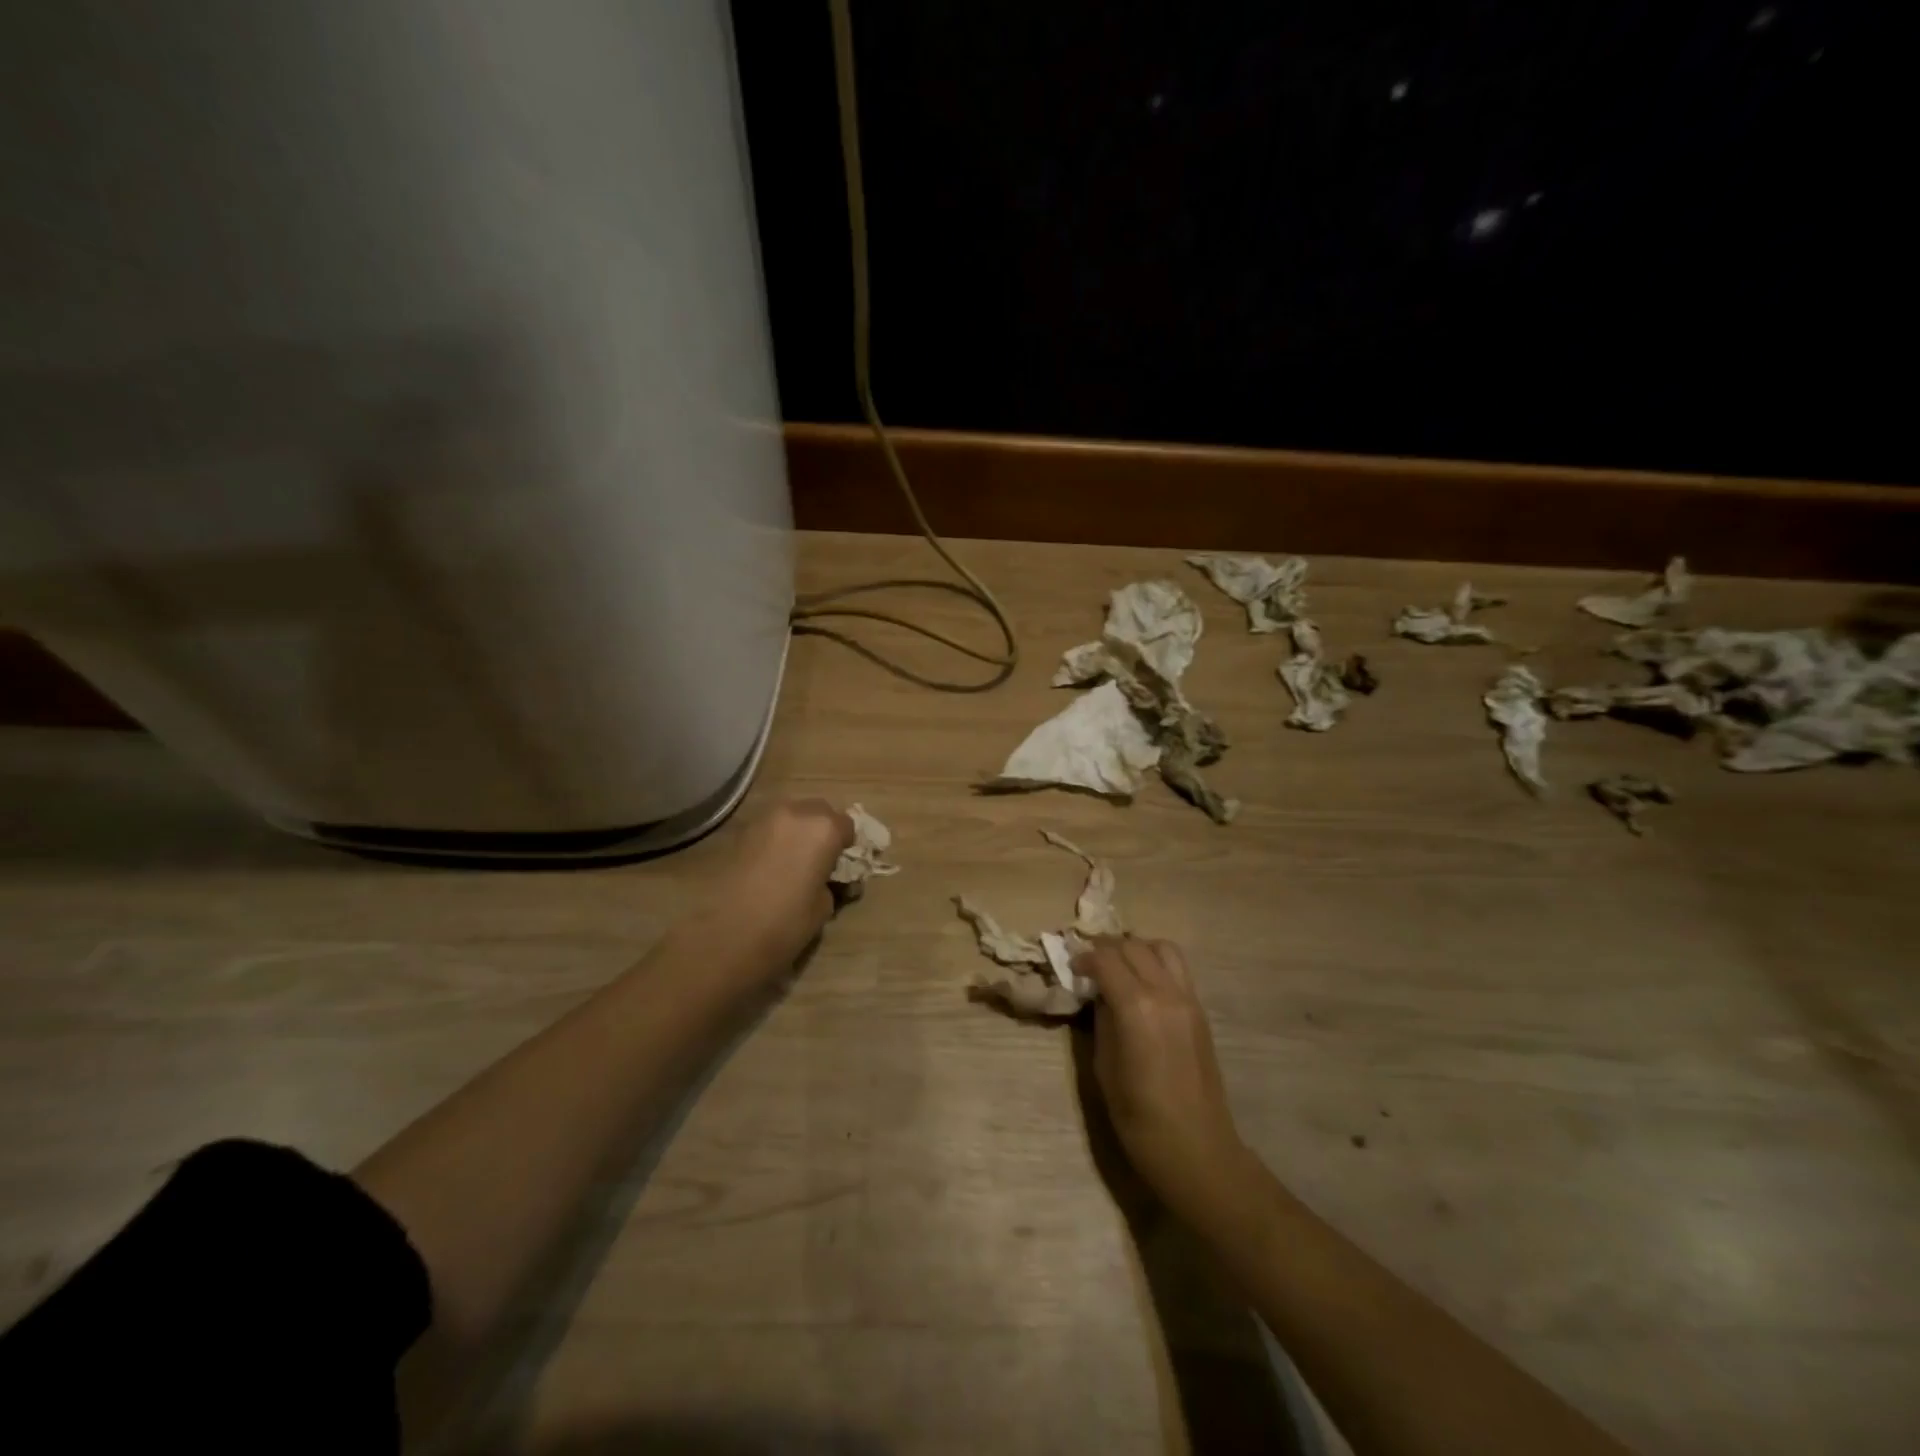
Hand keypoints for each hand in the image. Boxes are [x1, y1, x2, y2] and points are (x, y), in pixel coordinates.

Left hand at [706, 799, 854, 968]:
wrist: (726, 934)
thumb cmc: (786, 922)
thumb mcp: (824, 906)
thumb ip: (830, 882)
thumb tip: (825, 879)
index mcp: (824, 828)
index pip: (847, 825)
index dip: (846, 845)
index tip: (841, 864)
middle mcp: (796, 813)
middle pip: (818, 810)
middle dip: (823, 829)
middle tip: (820, 859)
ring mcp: (764, 819)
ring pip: (791, 814)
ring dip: (798, 830)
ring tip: (794, 861)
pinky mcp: (740, 831)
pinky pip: (769, 827)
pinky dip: (776, 838)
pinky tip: (772, 865)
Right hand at [1074, 938, 1253, 1219]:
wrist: (1195, 1148)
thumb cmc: (1138, 1116)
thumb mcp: (1104, 1065)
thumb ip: (1102, 1019)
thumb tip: (1099, 994)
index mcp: (1136, 1007)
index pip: (1105, 959)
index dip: (1083, 958)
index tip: (1071, 968)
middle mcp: (1165, 992)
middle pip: (1133, 946)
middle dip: (1107, 948)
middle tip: (1089, 963)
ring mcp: (1188, 999)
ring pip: (1162, 947)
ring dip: (1136, 948)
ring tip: (1119, 966)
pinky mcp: (1200, 1010)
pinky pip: (1177, 968)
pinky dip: (1156, 962)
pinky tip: (1141, 983)